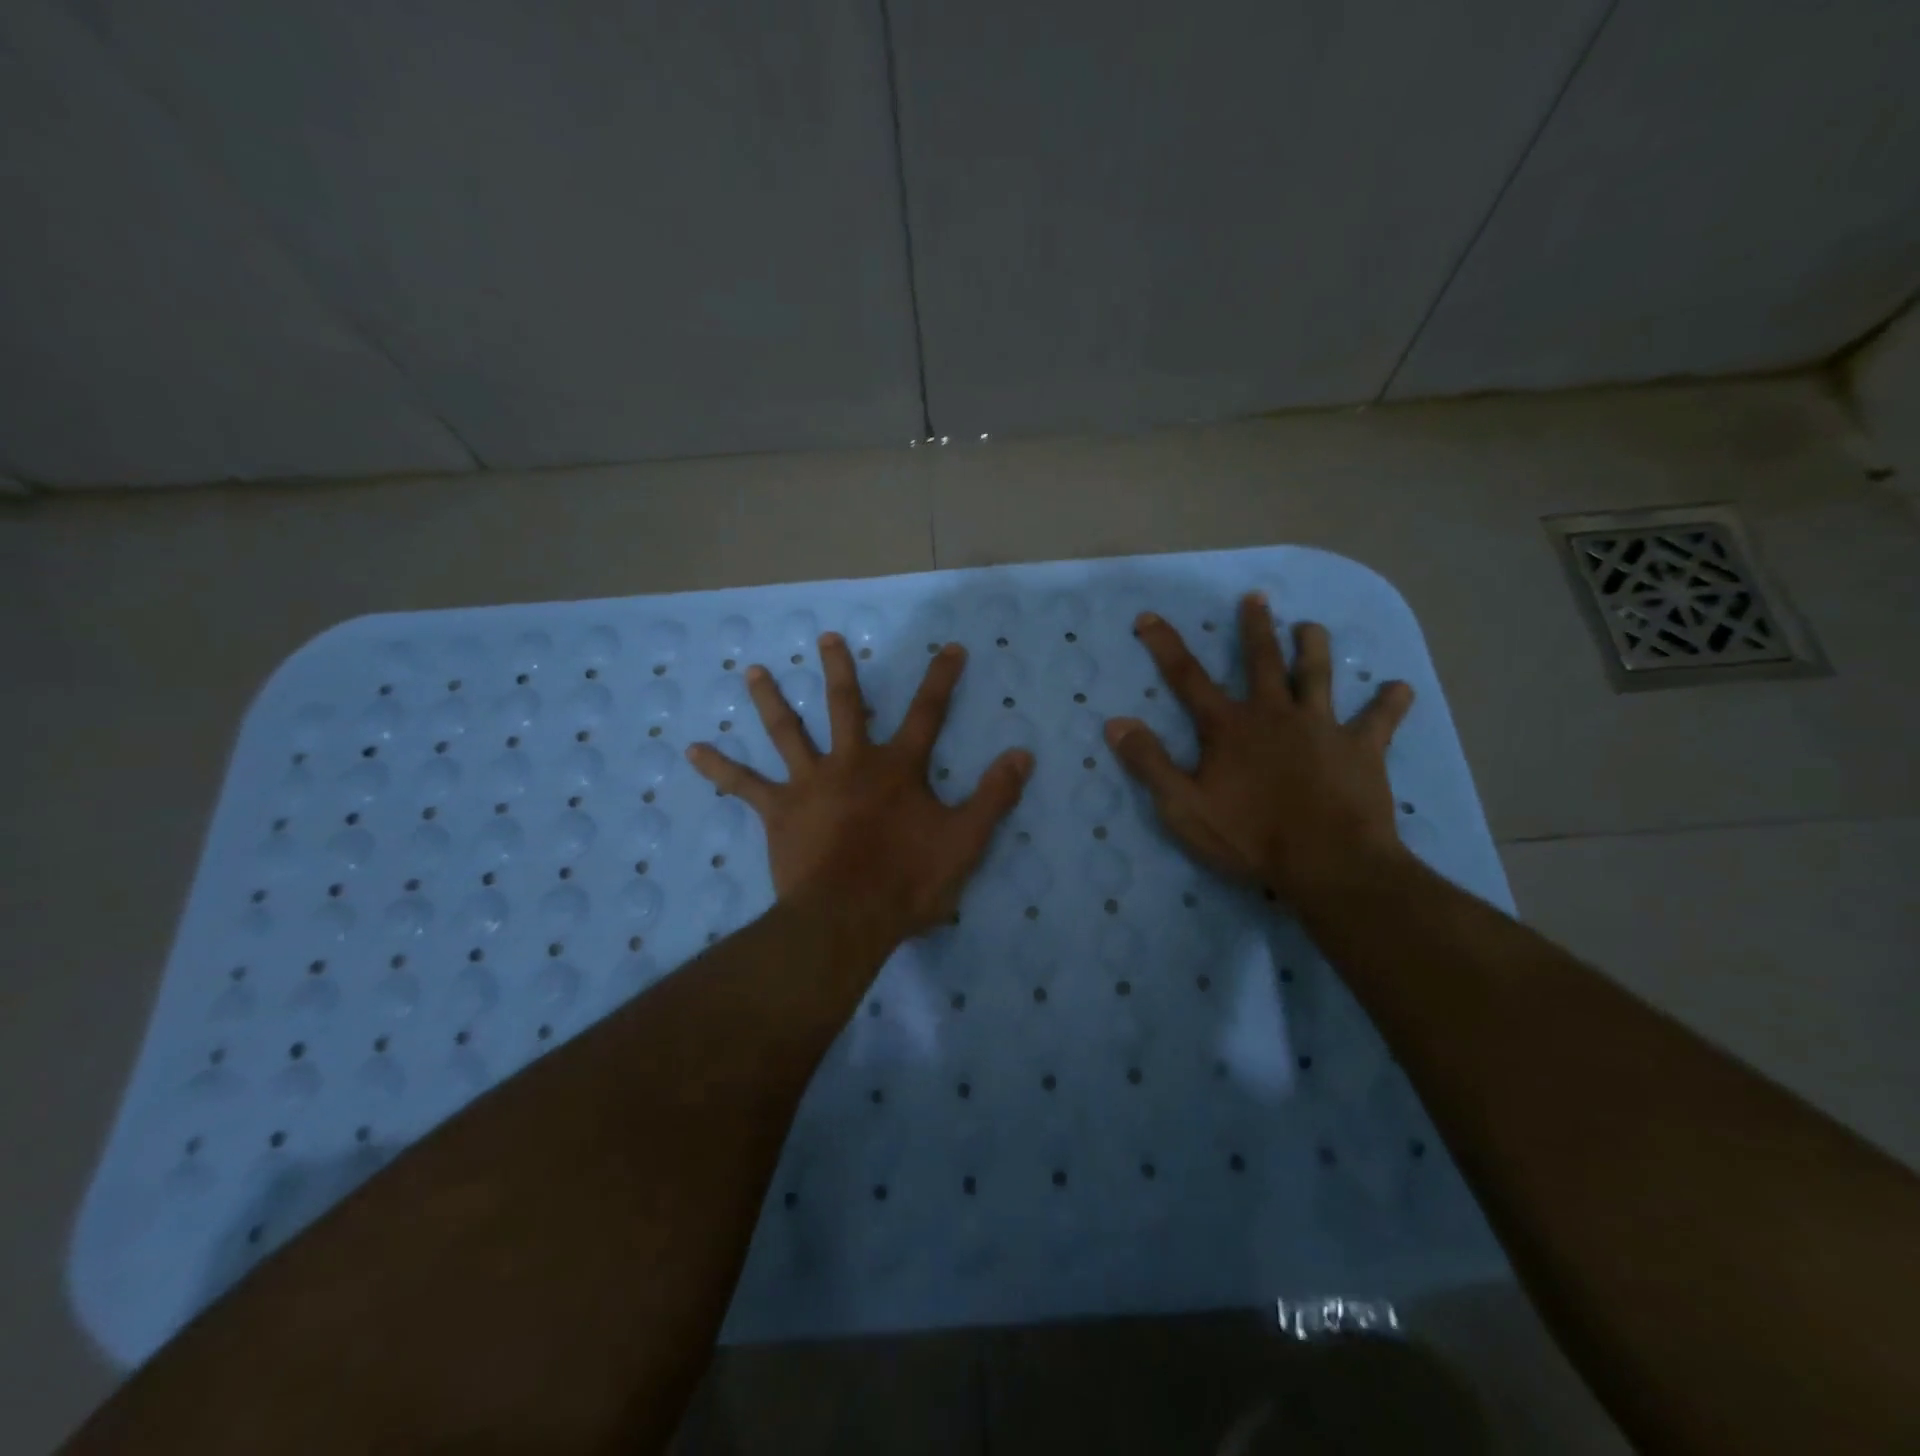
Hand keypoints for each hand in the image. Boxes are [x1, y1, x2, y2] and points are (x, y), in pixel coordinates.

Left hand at [687, 634, 1031, 943]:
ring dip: (769, 699)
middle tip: (825, 637)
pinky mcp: (779, 811)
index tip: (950, 648)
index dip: (941, 678)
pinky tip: (691, 749)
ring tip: (751, 671)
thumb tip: (1022, 754)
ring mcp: (810, 783)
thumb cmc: (909, 880)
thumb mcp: (966, 841)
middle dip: (840, 669)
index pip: (927, 712)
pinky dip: (718, 767)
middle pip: (846, 706)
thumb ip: (994, 796)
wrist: (848, 917)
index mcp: (898, 768)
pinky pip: (742, 786)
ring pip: (787, 731)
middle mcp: (851, 762)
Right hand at [1104, 593, 1414, 905]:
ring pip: (1318, 676)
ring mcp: (1322, 727)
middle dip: (1255, 628)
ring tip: (1312, 626)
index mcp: (1229, 727)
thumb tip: (1115, 722)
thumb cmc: (1250, 837)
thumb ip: (1149, 763)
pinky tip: (1400, 688)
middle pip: (1262, 661)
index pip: (1187, 677)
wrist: (1328, 863)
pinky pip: (1380, 720)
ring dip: (1314, 648)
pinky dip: (1390, 703)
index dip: (1165, 645)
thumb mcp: (1183, 806)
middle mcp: (1274, 714)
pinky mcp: (1361, 749)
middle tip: (1256, 598)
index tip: (1149, 616)